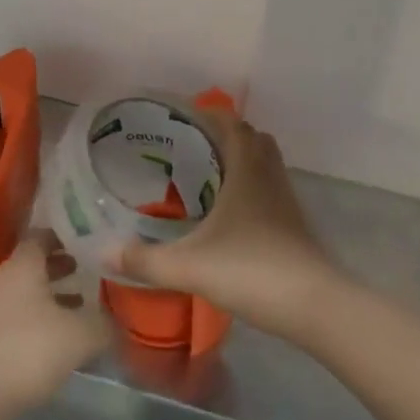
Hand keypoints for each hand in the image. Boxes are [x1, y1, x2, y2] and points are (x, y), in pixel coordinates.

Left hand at [0, 231, 112, 419]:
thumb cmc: (29, 349)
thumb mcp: (80, 335)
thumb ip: (104, 323)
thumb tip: (118, 320)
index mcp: (24, 264)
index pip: (43, 235)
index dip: (66, 236)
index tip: (90, 242)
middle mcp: (5, 278)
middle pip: (36, 263)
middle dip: (62, 266)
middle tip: (90, 272)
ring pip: (28, 292)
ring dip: (53, 296)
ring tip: (82, 306)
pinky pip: (19, 317)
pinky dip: (40, 320)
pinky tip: (60, 339)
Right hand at [109, 111, 340, 340]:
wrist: (314, 306)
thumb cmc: (252, 270)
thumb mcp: (189, 266)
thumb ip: (144, 259)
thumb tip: (104, 251)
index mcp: (246, 169)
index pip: (232, 123)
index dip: (209, 114)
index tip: (182, 118)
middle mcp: (269, 176)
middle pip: (252, 138)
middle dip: (224, 135)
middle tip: (191, 147)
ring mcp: (285, 201)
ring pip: (265, 164)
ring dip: (241, 161)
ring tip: (207, 176)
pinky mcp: (294, 225)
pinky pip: (270, 190)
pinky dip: (251, 188)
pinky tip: (229, 215)